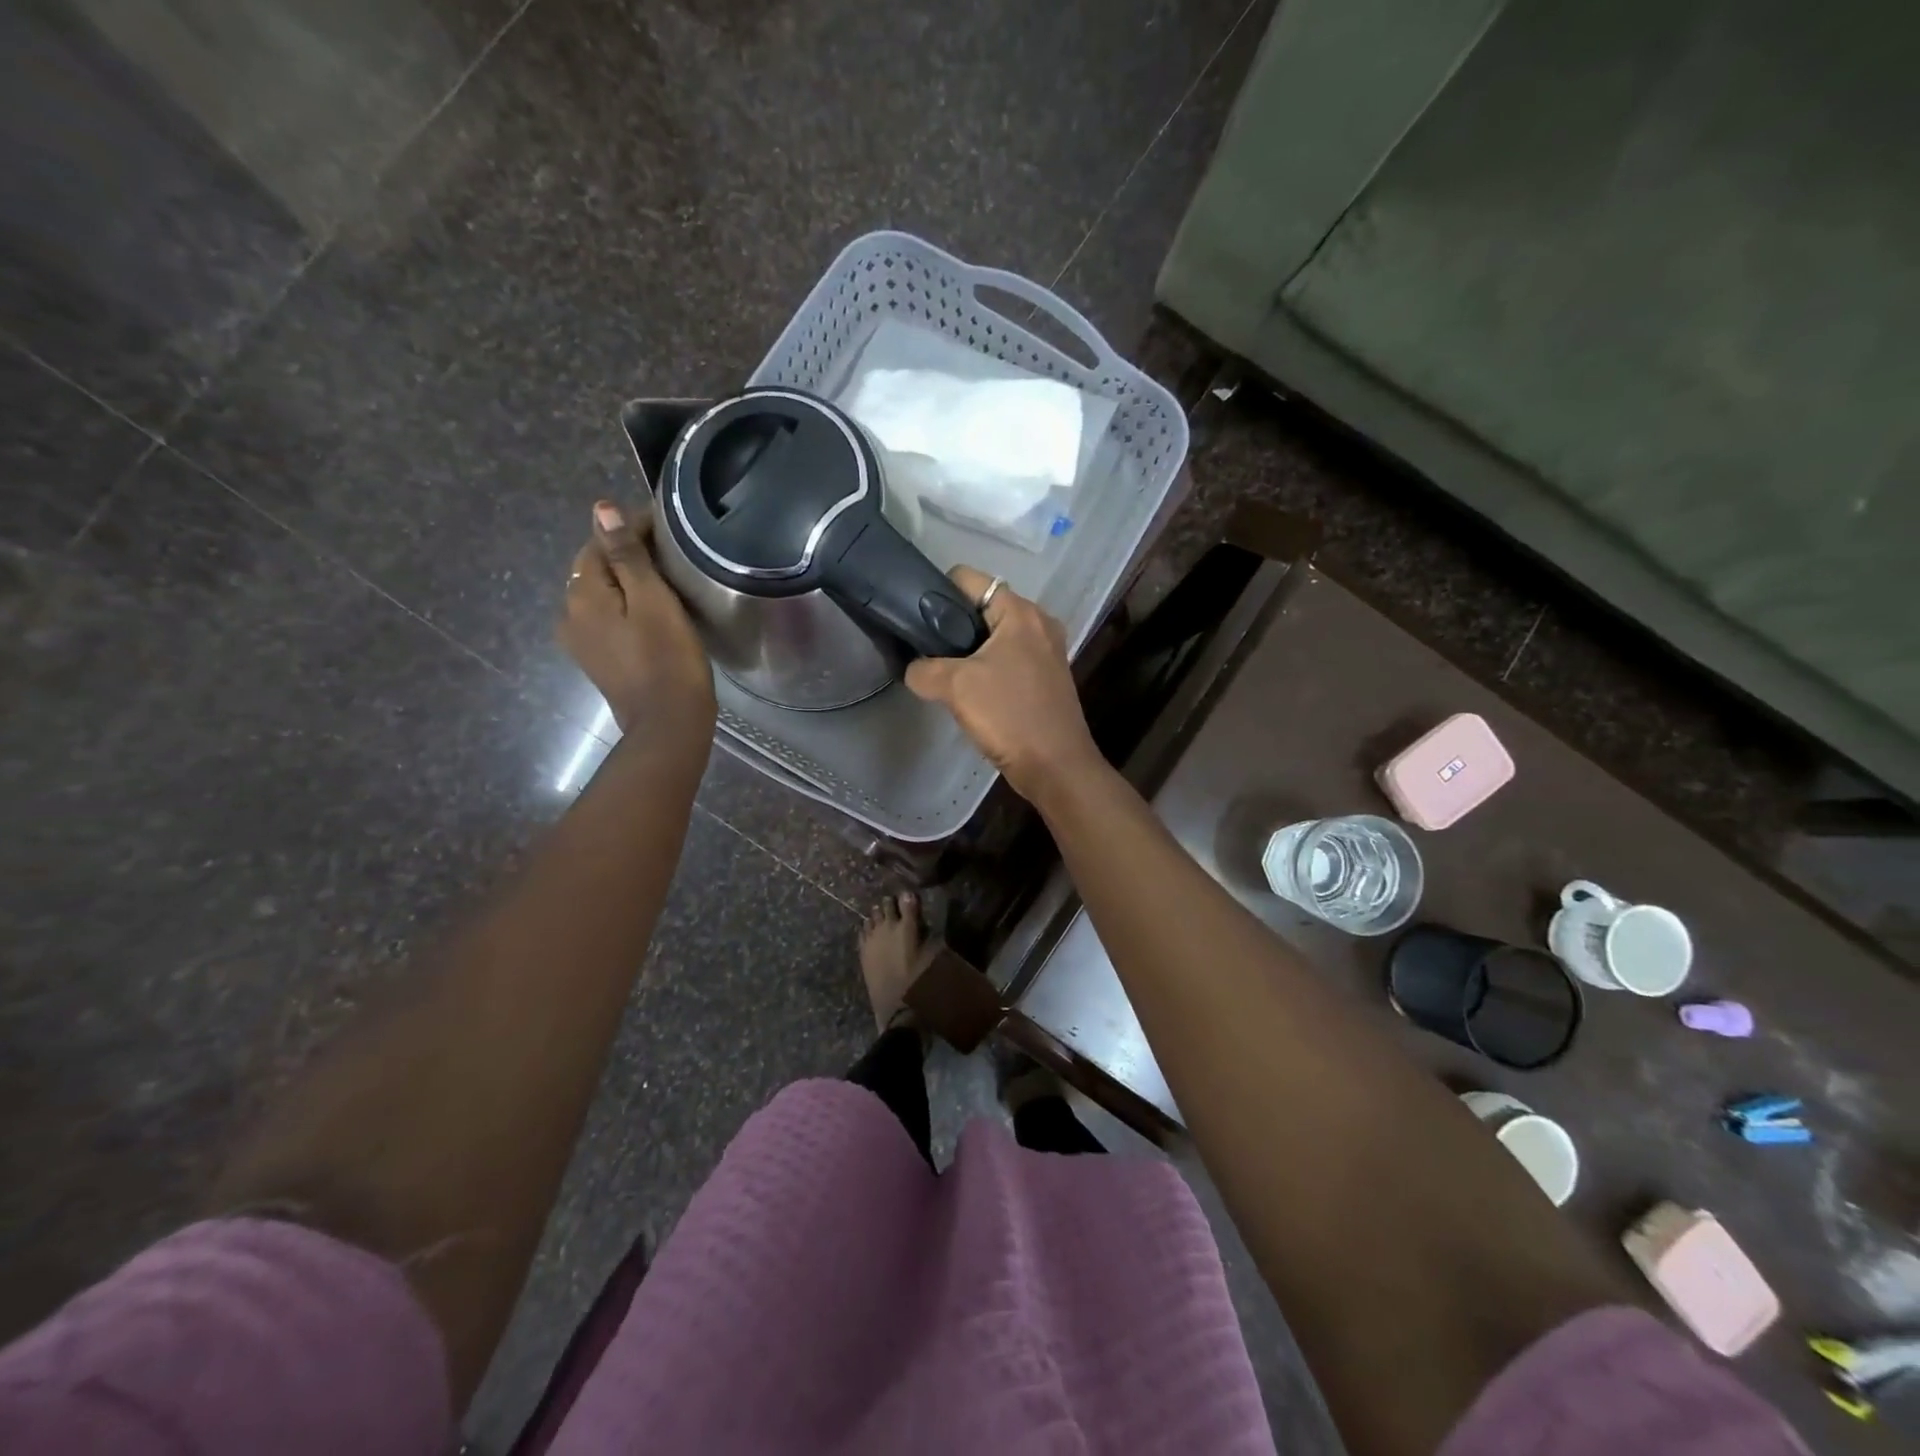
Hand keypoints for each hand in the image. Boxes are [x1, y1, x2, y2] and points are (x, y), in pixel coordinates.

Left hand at [557, 501, 715, 738]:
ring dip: (626, 581)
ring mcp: (580, 641)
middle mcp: (569, 614)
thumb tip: (601, 509)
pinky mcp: (597, 659)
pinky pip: (606, 618)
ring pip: (601, 594)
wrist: (668, 723)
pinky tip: (650, 611)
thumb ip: (627, 555)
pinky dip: (625, 606)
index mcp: (581, 595)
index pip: (599, 543)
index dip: (630, 528)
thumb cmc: (668, 659)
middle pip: (595, 568)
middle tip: (668, 550)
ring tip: (663, 578)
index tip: (665, 526)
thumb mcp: (653, 601)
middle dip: (625, 553)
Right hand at [904, 566, 1101, 804]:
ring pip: (995, 637)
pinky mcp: (1047, 677)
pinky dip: (988, 669)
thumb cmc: (1009, 716)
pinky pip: (1008, 660)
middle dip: (953, 627)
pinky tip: (972, 694)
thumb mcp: (955, 687)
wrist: (1055, 766)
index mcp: (1020, 612)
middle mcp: (1038, 623)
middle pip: (982, 608)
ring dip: (970, 652)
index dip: (937, 592)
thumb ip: (924, 670)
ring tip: (945, 676)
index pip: (970, 579)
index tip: (916, 620)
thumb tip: (914, 669)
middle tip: (927, 653)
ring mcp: (1047, 651)